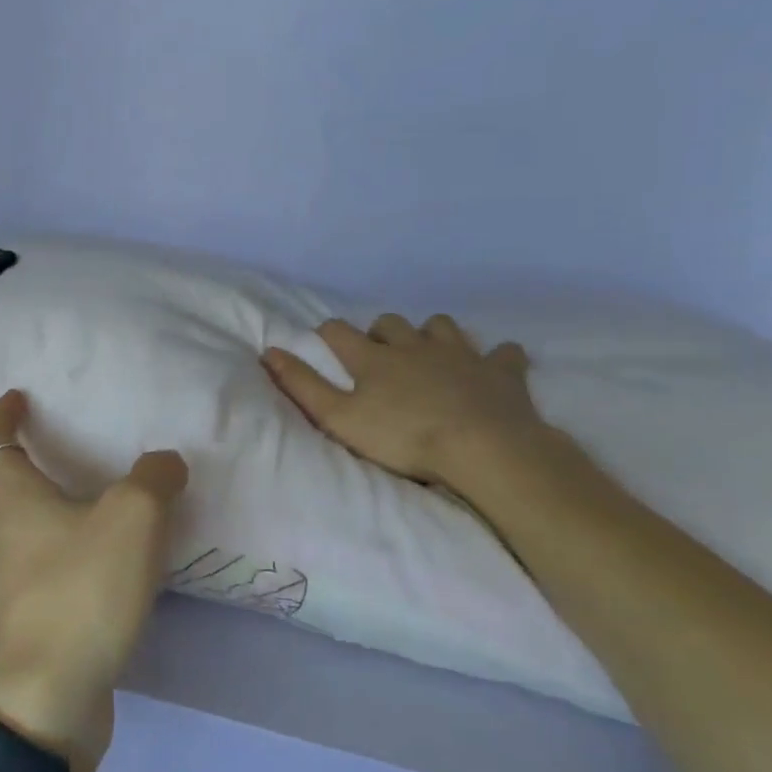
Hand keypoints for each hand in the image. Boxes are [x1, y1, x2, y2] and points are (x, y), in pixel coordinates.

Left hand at [0, 390, 188, 771]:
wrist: (51, 694)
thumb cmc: (83, 590)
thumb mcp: (135, 518)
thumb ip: (154, 480)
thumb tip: (164, 463)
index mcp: (12, 505)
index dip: (1, 417)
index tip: (14, 399)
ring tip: (44, 520)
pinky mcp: (16, 631)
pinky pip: (12, 587)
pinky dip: (29, 569)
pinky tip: (75, 572)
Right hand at [263, 314, 548, 490]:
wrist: (483, 448)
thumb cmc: (403, 437)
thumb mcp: (339, 417)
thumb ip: (302, 385)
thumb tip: (269, 351)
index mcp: (373, 358)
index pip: (339, 332)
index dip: (328, 334)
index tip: (325, 344)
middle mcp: (414, 346)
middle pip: (390, 323)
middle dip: (381, 333)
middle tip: (379, 356)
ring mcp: (460, 354)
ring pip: (441, 326)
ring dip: (431, 334)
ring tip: (429, 354)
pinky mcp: (500, 371)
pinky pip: (502, 352)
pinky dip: (495, 357)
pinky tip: (492, 366)